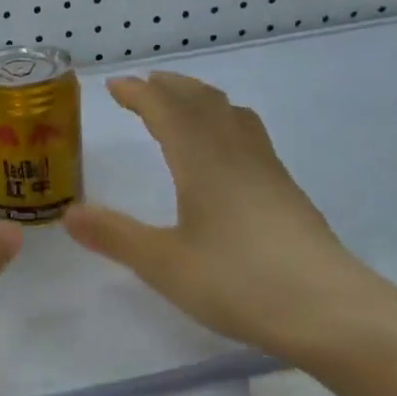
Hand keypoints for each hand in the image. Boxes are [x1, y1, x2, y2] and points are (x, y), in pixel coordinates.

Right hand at [63, 72, 375, 358]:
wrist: (329, 310)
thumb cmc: (238, 282)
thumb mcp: (164, 264)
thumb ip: (115, 236)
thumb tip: (67, 214)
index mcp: (202, 162)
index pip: (167, 111)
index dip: (139, 94)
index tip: (115, 85)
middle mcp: (236, 155)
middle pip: (203, 102)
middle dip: (170, 88)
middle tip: (145, 85)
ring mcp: (267, 171)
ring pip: (232, 115)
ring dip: (202, 99)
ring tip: (183, 103)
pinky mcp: (286, 192)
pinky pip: (250, 136)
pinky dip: (225, 122)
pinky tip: (226, 150)